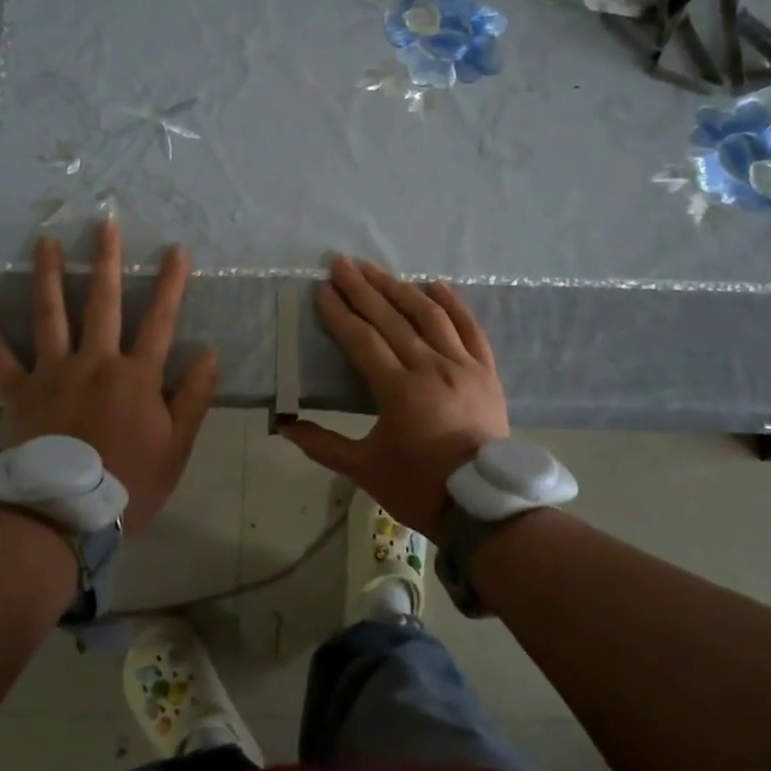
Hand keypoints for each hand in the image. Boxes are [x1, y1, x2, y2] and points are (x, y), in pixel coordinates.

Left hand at [0, 221, 216, 535]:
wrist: (70, 515)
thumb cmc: (132, 482)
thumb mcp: (178, 445)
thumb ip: (193, 396)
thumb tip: (209, 352)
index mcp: (136, 376)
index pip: (159, 320)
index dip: (170, 284)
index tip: (176, 250)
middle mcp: (95, 362)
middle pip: (102, 303)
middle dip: (106, 261)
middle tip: (104, 223)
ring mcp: (53, 373)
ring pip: (50, 315)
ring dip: (50, 275)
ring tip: (46, 241)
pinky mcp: (19, 392)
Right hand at [280, 257, 507, 541]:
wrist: (484, 507)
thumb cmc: (419, 487)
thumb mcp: (365, 470)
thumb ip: (323, 445)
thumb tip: (284, 425)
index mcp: (399, 391)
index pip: (362, 340)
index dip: (340, 313)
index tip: (322, 289)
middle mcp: (431, 368)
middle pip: (392, 318)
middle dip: (363, 289)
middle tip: (341, 263)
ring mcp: (463, 366)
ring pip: (429, 316)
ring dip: (399, 288)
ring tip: (375, 268)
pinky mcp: (487, 371)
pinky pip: (470, 328)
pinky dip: (453, 304)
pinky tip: (435, 284)